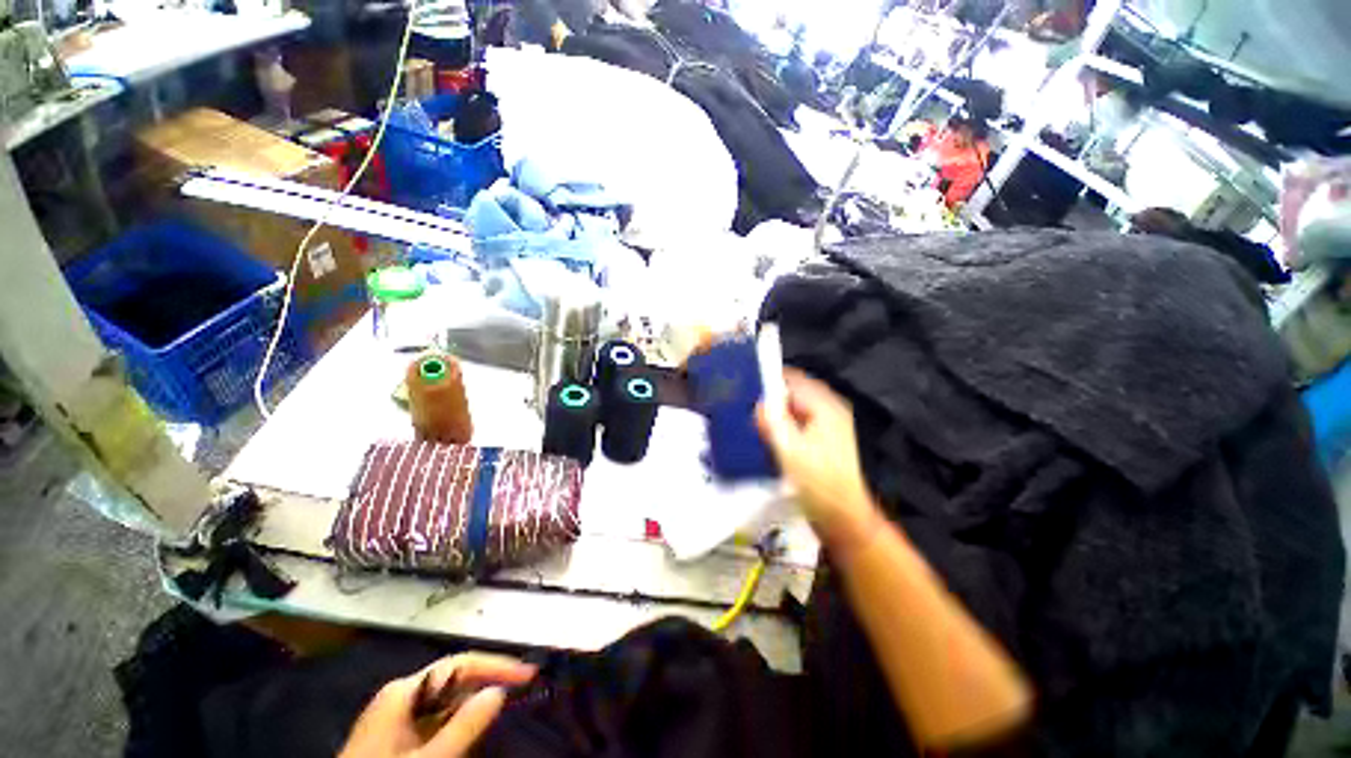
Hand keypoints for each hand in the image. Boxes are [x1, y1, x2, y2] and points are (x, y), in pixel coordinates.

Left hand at [340, 653, 536, 757]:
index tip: (528, 673)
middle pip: (453, 680)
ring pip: (445, 703)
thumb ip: (464, 726)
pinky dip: (457, 724)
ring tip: (504, 708)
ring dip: (474, 704)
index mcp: (404, 692)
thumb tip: (499, 691)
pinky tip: (473, 731)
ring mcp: (395, 719)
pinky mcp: (395, 740)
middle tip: (522, 689)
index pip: (459, 665)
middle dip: (487, 683)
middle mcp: (400, 697)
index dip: (496, 666)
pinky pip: (435, 722)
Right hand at [756, 369, 882, 558]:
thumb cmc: (819, 483)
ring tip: (746, 415)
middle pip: (792, 392)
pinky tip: (763, 433)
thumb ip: (773, 422)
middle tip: (740, 401)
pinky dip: (779, 423)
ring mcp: (825, 426)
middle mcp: (827, 410)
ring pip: (792, 407)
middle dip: (767, 395)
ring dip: (772, 410)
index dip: (767, 378)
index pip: (792, 379)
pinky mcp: (820, 441)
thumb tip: (757, 404)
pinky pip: (795, 422)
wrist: (843, 518)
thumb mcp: (791, 451)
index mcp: (824, 406)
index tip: (741, 384)